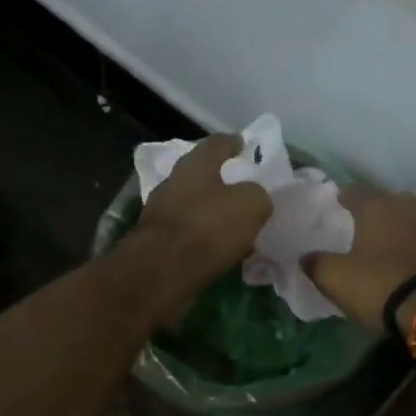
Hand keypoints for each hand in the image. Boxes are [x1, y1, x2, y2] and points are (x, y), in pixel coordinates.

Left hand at [130, 135, 272, 318]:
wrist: (162, 272)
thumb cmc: (208, 228)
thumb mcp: (251, 205)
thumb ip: (258, 195)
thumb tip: (255, 199)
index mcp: (195, 165)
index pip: (217, 143)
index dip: (233, 143)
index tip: (244, 145)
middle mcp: (173, 183)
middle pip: (201, 176)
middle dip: (222, 182)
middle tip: (244, 190)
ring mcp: (161, 214)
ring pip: (194, 207)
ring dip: (214, 214)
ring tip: (237, 227)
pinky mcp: (157, 243)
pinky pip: (189, 235)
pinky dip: (205, 240)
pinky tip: (221, 251)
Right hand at [309, 188, 415, 333]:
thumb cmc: (378, 284)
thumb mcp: (334, 278)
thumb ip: (316, 263)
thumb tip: (305, 257)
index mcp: (377, 207)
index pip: (354, 192)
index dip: (342, 197)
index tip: (335, 203)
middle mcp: (406, 208)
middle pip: (385, 201)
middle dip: (372, 209)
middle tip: (358, 222)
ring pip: (405, 219)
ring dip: (393, 228)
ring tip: (378, 242)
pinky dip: (408, 246)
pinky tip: (399, 258)